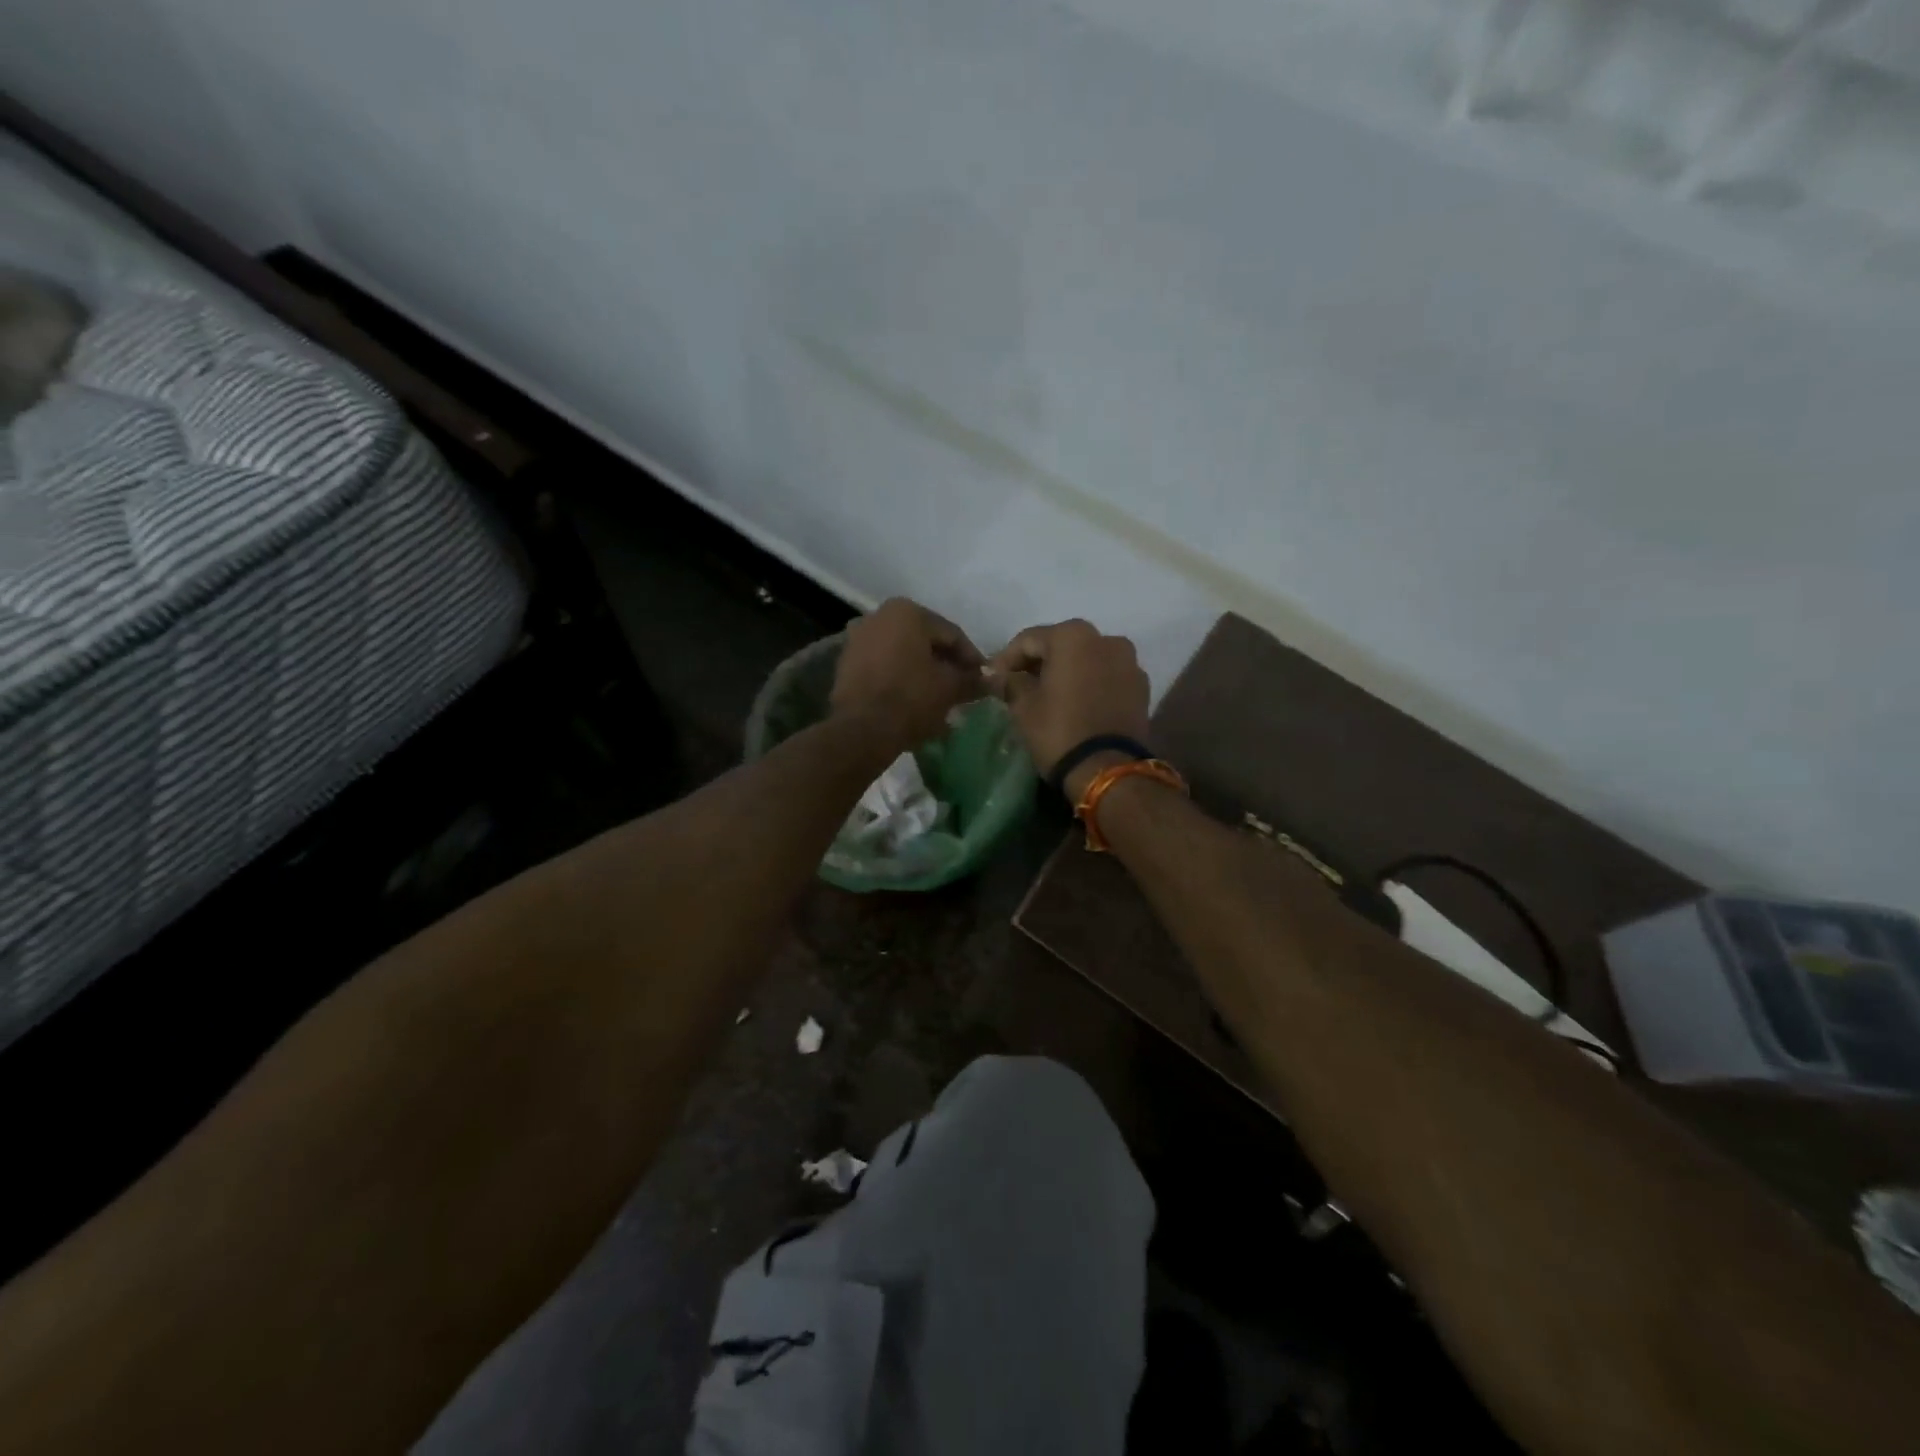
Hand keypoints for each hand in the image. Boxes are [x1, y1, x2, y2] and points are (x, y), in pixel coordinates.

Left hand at [831, 598, 984, 753]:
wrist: (861, 730)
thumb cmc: (911, 698)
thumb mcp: (950, 688)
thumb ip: (972, 680)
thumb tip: (990, 681)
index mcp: (907, 612)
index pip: (951, 634)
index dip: (972, 658)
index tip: (984, 679)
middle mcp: (879, 616)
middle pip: (925, 641)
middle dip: (946, 664)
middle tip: (964, 687)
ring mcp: (858, 638)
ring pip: (903, 654)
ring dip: (924, 672)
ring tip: (941, 696)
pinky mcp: (846, 663)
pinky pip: (884, 667)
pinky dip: (902, 678)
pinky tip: (915, 699)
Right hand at [986, 619, 1150, 795]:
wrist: (1108, 770)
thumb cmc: (1059, 731)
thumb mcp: (1023, 706)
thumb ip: (1011, 683)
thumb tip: (1000, 676)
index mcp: (1073, 636)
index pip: (1029, 640)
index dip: (1006, 659)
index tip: (993, 679)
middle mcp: (1106, 639)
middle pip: (1062, 645)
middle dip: (1039, 663)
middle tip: (1019, 685)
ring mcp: (1129, 662)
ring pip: (1087, 660)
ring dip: (1067, 672)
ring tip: (1049, 696)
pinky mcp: (1141, 688)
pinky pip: (1106, 677)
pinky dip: (1089, 684)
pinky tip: (1076, 704)